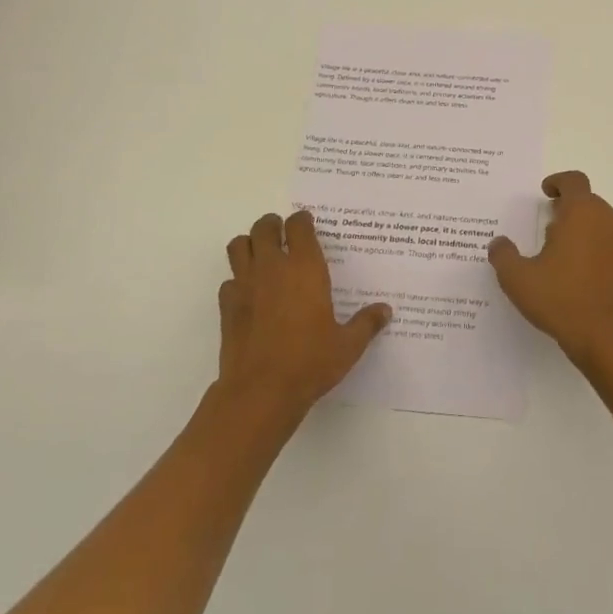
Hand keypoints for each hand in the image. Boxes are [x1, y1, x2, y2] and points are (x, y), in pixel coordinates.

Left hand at [218, 210, 391, 420]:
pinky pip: (229, 280)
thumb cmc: (310, 362)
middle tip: (283, 235)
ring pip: (239, 246)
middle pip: (264, 227)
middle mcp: (273, 268)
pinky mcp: (227, 307)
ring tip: (262, 256)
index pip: (299, 226)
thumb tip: (385, 311)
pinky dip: (237, 280)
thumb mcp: (348, 345)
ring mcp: (245, 285)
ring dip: (250, 244)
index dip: (303, 221)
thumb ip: (366, 323)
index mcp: (305, 268)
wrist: (260, 392)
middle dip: (273, 226)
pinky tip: (250, 295)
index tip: (308, 225)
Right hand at [488, 172, 612, 370]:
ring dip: (581, 226)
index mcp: (582, 212)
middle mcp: (607, 219)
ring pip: (600, 221)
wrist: (608, 337)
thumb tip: (499, 243)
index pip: (574, 180)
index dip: (558, 182)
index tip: (545, 193)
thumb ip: (504, 255)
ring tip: (559, 249)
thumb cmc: (561, 298)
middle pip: (588, 200)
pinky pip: (609, 243)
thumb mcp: (518, 278)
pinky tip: (576, 271)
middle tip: (546, 223)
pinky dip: (594, 246)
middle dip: (567, 207)